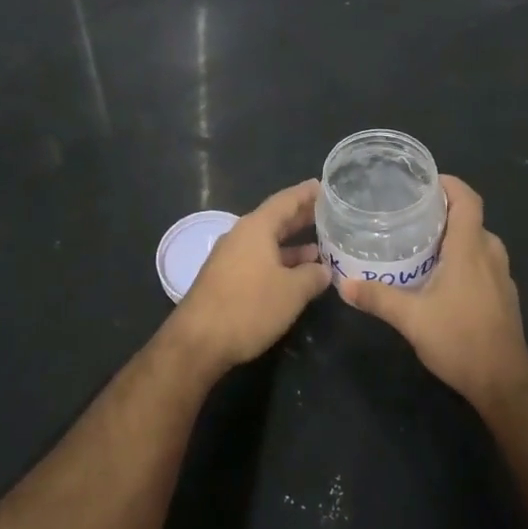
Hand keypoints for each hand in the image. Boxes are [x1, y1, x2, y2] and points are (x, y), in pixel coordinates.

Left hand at [168, 180, 330, 376]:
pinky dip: (280, 263)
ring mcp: (230, 258)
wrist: (198, 342)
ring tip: (321, 250)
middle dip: (302, 218)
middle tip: (329, 215)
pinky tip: (296, 276)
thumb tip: (324, 270)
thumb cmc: (248, 307)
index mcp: (256, 228)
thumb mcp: (292, 292)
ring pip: (267, 243)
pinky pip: (259, 260)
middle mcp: (241, 236)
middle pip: (276, 220)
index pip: (285, 201)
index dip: (306, 194)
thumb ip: (312, 276)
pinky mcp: (225, 279)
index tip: (324, 186)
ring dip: (293, 246)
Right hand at [339, 176, 527, 413]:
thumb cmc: (460, 340)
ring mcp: (502, 276)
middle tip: (409, 214)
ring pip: (477, 241)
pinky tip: (440, 275)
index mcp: (470, 248)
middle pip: (470, 218)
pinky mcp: (504, 295)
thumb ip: (377, 298)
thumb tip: (344, 284)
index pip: (467, 199)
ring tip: (420, 242)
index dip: (449, 184)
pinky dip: (463, 257)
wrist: (504, 383)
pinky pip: (483, 261)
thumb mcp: (411, 319)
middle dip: (443, 211)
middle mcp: (490, 254)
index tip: (423, 182)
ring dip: (453, 236)